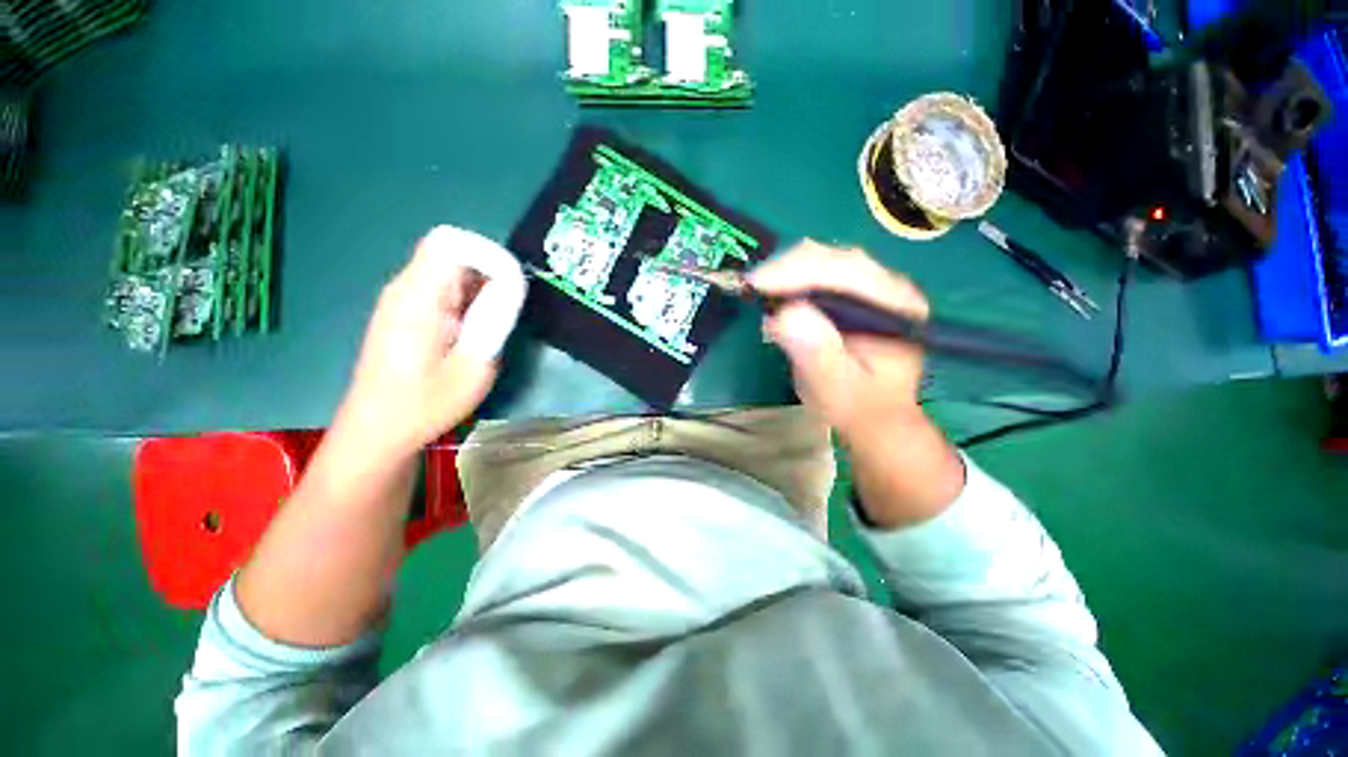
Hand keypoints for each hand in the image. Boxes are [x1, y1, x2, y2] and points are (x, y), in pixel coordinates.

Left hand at [337, 226, 527, 456]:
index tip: (511, 287)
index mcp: (418, 297)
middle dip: (489, 273)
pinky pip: (442, 288)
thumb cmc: (425, 404)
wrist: (377, 429)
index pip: (451, 242)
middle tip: (507, 311)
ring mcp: (402, 299)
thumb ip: (496, 321)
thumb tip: (513, 288)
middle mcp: (405, 288)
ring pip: (449, 270)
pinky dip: (467, 300)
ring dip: (480, 289)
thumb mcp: (474, 366)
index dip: (488, 255)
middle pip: (453, 252)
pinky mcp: (405, 312)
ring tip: (492, 325)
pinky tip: (473, 331)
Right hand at [748, 241, 929, 440]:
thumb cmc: (857, 405)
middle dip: (786, 269)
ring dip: (785, 272)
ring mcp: (869, 286)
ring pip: (821, 260)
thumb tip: (784, 313)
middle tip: (750, 289)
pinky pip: (816, 273)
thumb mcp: (836, 388)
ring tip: (759, 293)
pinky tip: (774, 295)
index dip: (797, 273)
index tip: (756, 285)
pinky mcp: (850, 292)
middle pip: (831, 258)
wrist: (873, 414)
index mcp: (894, 307)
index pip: (845, 272)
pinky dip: (789, 280)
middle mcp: (886, 286)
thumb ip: (817, 352)